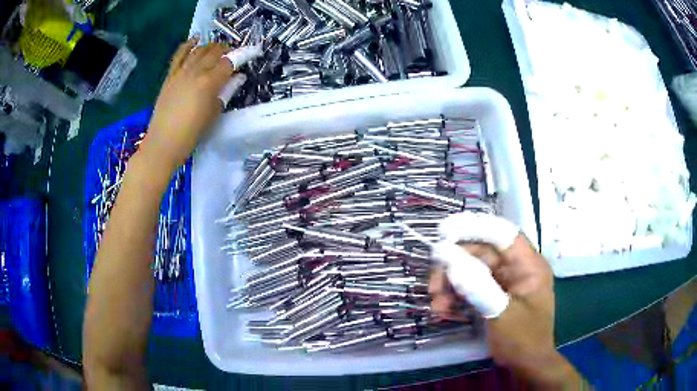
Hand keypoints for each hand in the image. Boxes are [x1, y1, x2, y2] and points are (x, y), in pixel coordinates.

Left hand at [141, 37, 234, 170]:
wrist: (162, 144)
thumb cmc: (191, 134)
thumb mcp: (214, 114)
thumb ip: (226, 92)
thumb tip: (238, 77)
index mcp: (209, 82)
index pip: (230, 62)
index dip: (243, 55)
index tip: (253, 52)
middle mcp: (195, 72)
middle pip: (215, 52)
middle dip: (228, 49)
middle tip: (236, 54)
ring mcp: (180, 73)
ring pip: (199, 51)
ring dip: (211, 46)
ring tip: (219, 48)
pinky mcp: (170, 77)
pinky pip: (179, 55)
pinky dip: (188, 45)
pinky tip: (196, 39)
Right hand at [430, 235, 583, 387]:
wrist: (526, 366)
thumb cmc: (522, 339)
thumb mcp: (501, 312)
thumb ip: (476, 284)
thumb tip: (446, 256)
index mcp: (528, 265)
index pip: (502, 234)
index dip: (474, 228)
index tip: (444, 232)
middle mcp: (516, 268)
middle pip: (482, 253)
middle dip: (455, 265)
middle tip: (434, 283)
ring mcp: (504, 283)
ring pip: (472, 270)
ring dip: (451, 284)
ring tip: (436, 303)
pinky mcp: (493, 296)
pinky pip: (471, 287)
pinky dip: (455, 297)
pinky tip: (443, 310)